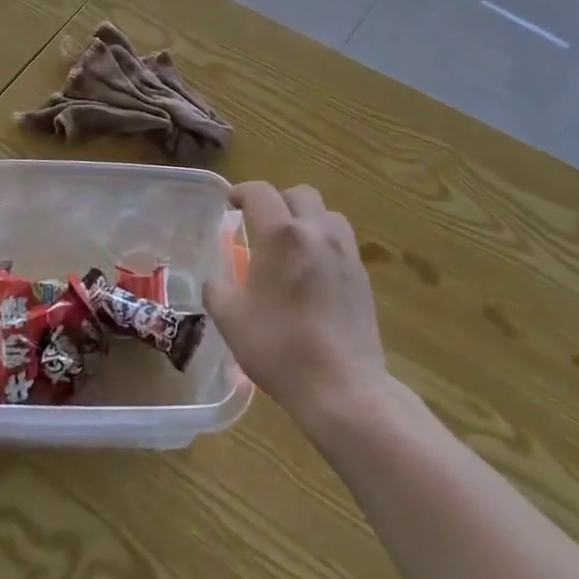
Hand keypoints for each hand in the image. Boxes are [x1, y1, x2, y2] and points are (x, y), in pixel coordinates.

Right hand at [202, 182, 388, 428]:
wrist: (342, 387)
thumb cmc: (280, 348)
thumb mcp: (230, 319)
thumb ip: (217, 288)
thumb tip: (217, 278)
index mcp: (281, 234)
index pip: (260, 192)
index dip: (242, 192)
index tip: (231, 203)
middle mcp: (316, 231)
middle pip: (298, 194)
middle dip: (277, 201)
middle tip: (261, 224)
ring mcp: (345, 251)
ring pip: (326, 214)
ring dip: (305, 218)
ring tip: (291, 245)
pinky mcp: (362, 274)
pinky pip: (341, 241)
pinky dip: (323, 242)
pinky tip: (313, 272)